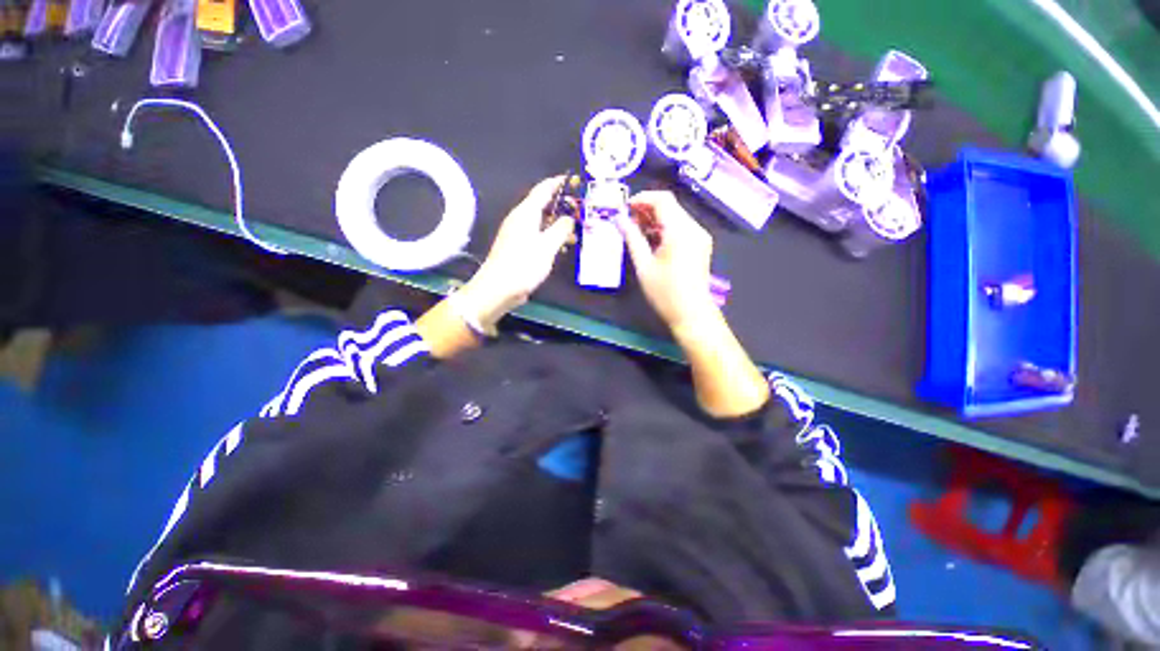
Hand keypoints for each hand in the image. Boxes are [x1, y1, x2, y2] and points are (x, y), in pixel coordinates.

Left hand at [457, 176, 574, 331]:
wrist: (498, 289)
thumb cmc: (523, 264)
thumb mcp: (547, 246)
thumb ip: (561, 229)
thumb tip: (569, 217)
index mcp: (526, 213)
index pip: (543, 189)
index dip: (558, 183)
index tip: (573, 180)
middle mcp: (520, 219)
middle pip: (542, 205)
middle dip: (562, 205)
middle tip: (580, 209)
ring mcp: (518, 234)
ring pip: (541, 222)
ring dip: (558, 224)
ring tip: (576, 230)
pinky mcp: (518, 248)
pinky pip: (538, 236)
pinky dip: (551, 237)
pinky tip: (562, 246)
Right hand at [616, 191, 716, 331]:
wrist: (691, 313)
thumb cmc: (665, 292)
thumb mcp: (643, 265)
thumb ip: (632, 238)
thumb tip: (619, 219)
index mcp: (680, 231)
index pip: (662, 200)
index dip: (642, 199)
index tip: (625, 208)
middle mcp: (694, 228)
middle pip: (670, 206)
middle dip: (647, 209)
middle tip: (627, 220)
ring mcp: (700, 236)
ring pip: (675, 216)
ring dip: (655, 219)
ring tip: (636, 230)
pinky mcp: (700, 245)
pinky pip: (681, 228)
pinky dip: (665, 228)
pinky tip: (651, 240)